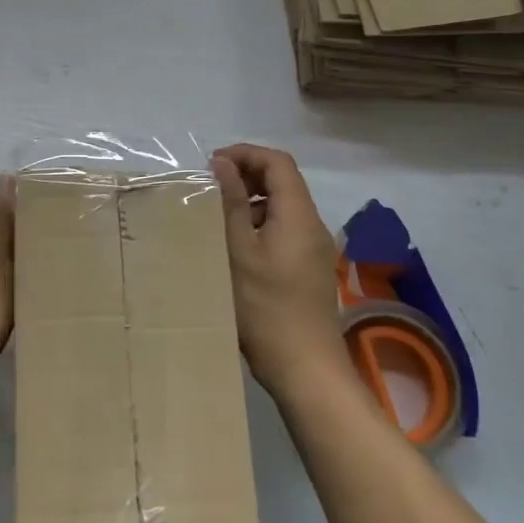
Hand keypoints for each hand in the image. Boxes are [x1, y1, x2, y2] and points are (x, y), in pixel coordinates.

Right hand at [211, 144, 348, 399]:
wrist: (305, 369)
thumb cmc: (265, 307)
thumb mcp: (238, 250)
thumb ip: (231, 202)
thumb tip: (222, 162)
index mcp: (297, 214)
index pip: (277, 162)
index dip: (245, 154)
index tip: (212, 165)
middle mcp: (312, 224)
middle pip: (282, 180)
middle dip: (246, 174)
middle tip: (210, 186)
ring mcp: (313, 247)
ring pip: (282, 205)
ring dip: (250, 199)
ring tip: (217, 215)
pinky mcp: (308, 267)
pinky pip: (284, 228)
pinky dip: (259, 222)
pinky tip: (236, 245)